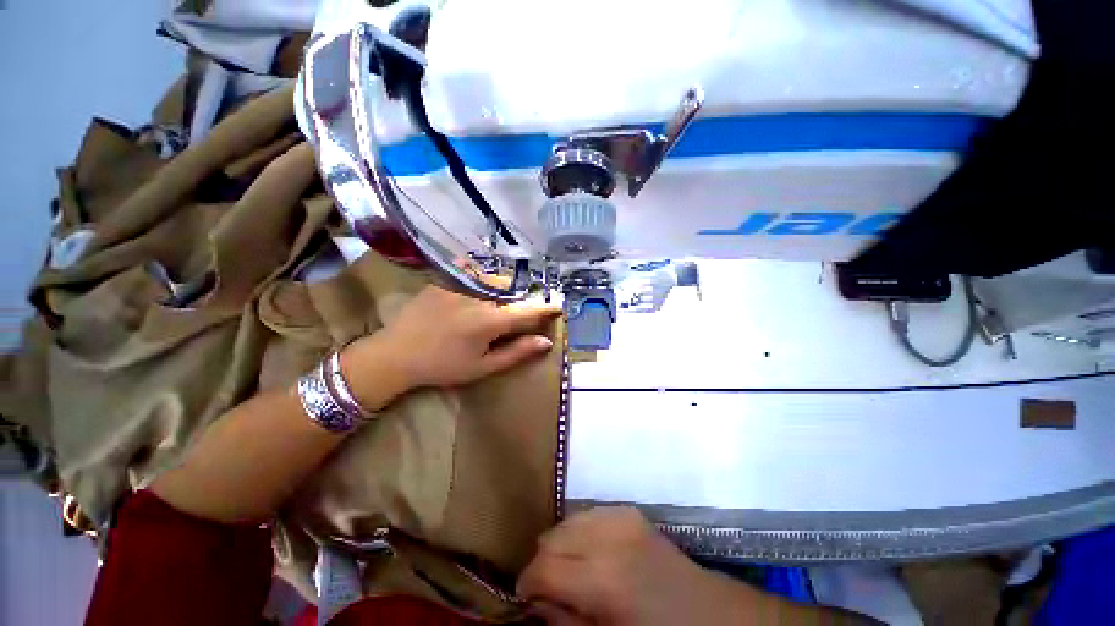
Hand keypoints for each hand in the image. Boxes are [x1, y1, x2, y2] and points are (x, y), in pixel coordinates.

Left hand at [345, 286, 560, 401]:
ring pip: (493, 283)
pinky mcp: (444, 280)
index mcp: (491, 320)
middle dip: (520, 301)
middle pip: (511, 293)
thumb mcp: (482, 366)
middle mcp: (479, 297)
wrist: (396, 354)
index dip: (546, 308)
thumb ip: (517, 353)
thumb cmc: (443, 366)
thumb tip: (546, 342)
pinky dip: (481, 285)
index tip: (558, 305)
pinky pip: (472, 277)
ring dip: (501, 292)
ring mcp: (460, 285)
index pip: (528, 310)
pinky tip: (472, 298)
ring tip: (494, 307)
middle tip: (520, 313)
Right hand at [517, 508, 759, 625]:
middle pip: (552, 536)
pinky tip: (593, 550)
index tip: (526, 597)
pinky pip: (591, 512)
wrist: (705, 613)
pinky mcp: (630, 511)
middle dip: (544, 561)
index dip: (527, 583)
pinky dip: (583, 530)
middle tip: (551, 585)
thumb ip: (564, 620)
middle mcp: (608, 538)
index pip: (543, 567)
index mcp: (602, 579)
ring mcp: (621, 517)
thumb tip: (536, 601)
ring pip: (569, 519)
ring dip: (562, 543)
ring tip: (572, 567)